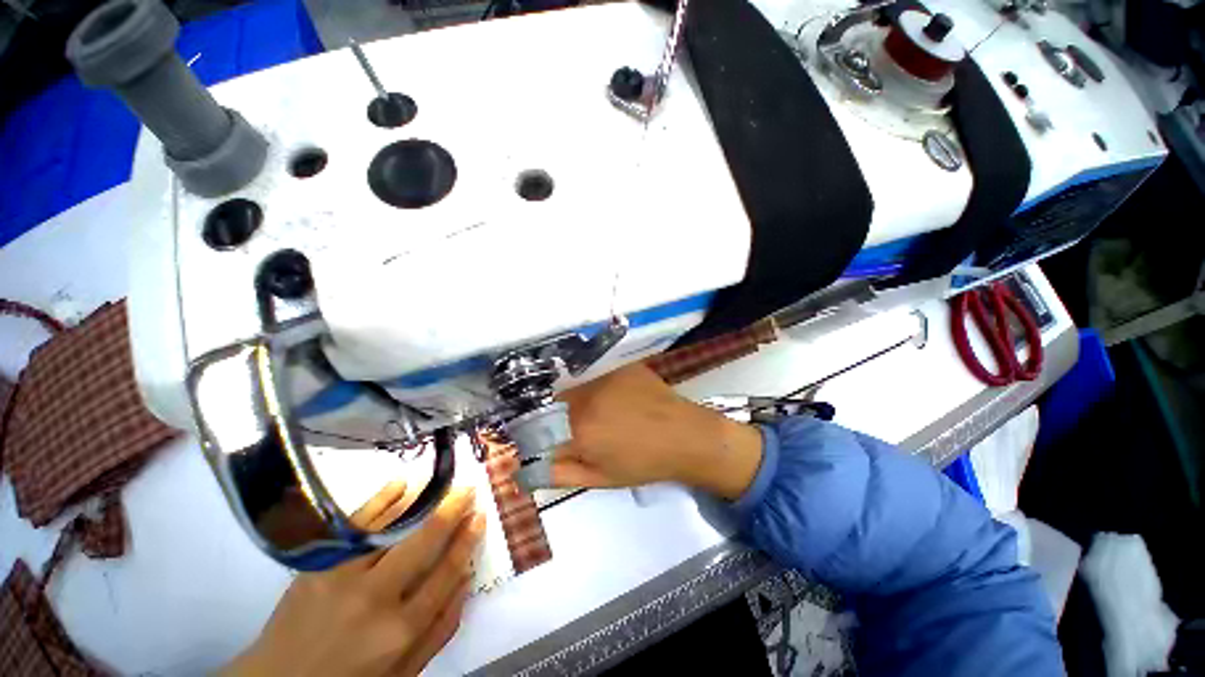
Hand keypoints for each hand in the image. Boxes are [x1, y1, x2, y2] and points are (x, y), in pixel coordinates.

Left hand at [222, 482, 485, 676]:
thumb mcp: (403, 673)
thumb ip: (440, 631)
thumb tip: (467, 580)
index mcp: (399, 631)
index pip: (446, 572)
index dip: (467, 540)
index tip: (480, 516)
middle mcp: (375, 598)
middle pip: (424, 541)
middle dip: (452, 510)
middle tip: (469, 489)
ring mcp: (342, 577)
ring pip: (393, 527)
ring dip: (423, 499)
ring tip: (444, 482)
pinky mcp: (318, 565)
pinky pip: (356, 524)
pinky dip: (382, 499)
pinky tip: (402, 483)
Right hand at [551, 364, 763, 499]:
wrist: (685, 436)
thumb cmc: (644, 463)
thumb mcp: (600, 478)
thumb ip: (560, 473)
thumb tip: (527, 470)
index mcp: (578, 429)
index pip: (540, 427)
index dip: (545, 434)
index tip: (558, 438)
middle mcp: (587, 397)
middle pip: (558, 402)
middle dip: (564, 416)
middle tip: (588, 427)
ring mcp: (606, 377)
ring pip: (579, 387)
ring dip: (584, 399)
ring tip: (609, 412)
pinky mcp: (622, 366)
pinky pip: (601, 375)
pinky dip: (604, 387)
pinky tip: (623, 398)